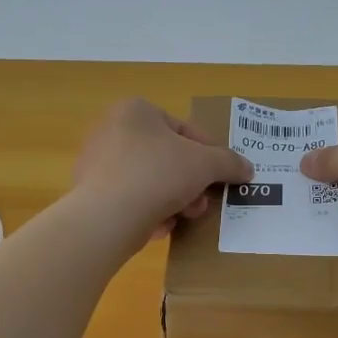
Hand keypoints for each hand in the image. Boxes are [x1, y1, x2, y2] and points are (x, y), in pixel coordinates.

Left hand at [72, 99, 252, 244]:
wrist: (106, 217)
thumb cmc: (158, 174)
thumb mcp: (205, 164)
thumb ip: (229, 163)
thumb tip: (248, 169)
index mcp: (136, 110)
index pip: (185, 129)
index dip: (210, 154)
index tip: (222, 176)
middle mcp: (111, 129)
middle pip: (167, 157)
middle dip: (191, 182)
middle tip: (202, 202)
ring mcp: (97, 162)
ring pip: (150, 180)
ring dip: (174, 199)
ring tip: (184, 217)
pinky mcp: (89, 194)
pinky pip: (130, 199)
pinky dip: (148, 211)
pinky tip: (160, 226)